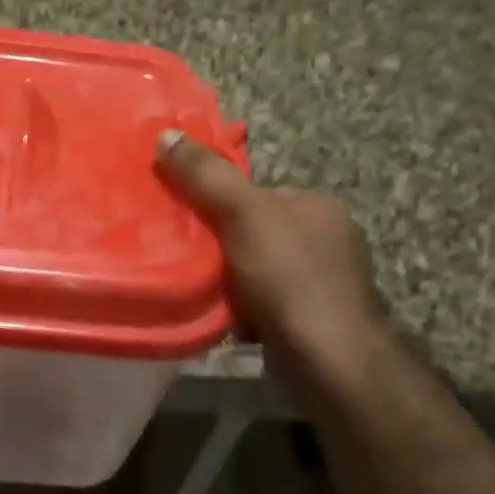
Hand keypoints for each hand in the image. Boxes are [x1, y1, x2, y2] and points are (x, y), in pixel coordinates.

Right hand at [156, 130, 388, 376]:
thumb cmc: (290, 278)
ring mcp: (321, 283)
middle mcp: (325, 240)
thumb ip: (206, 176)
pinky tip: (221, 317)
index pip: (254, 194)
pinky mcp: (309, 320)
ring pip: (252, 269)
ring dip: (225, 280)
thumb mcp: (243, 215)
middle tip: (183, 255)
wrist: (328, 360)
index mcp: (317, 207)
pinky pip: (260, 303)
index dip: (216, 203)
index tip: (184, 219)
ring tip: (195, 288)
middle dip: (218, 244)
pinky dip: (239, 309)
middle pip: (251, 231)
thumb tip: (166, 133)